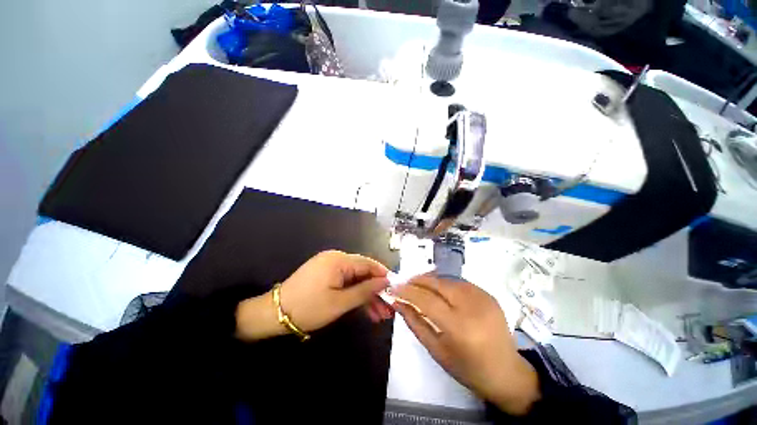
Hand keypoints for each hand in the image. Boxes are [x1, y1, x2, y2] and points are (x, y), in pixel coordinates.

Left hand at [236, 251, 392, 340]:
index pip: (368, 264)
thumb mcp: (340, 302)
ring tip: (379, 315)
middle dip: (375, 290)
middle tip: (388, 309)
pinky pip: (345, 281)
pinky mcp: (325, 274)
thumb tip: (385, 282)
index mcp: (339, 260)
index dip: (383, 276)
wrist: (274, 314)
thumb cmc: (309, 308)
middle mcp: (336, 258)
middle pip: (362, 272)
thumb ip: (365, 290)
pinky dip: (354, 294)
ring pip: (355, 279)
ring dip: (366, 295)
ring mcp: (330, 266)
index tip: (395, 290)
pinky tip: (364, 309)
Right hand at [393, 275, 539, 415]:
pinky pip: (459, 282)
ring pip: (447, 279)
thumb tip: (397, 303)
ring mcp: (483, 297)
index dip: (406, 291)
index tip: (393, 287)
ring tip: (417, 285)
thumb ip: (414, 323)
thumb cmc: (468, 369)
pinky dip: (444, 283)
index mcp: (459, 327)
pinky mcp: (488, 294)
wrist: (507, 372)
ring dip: (429, 280)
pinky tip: (437, 289)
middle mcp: (472, 306)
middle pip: (437, 283)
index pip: (426, 299)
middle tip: (404, 283)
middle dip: (417, 280)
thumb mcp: (436, 350)